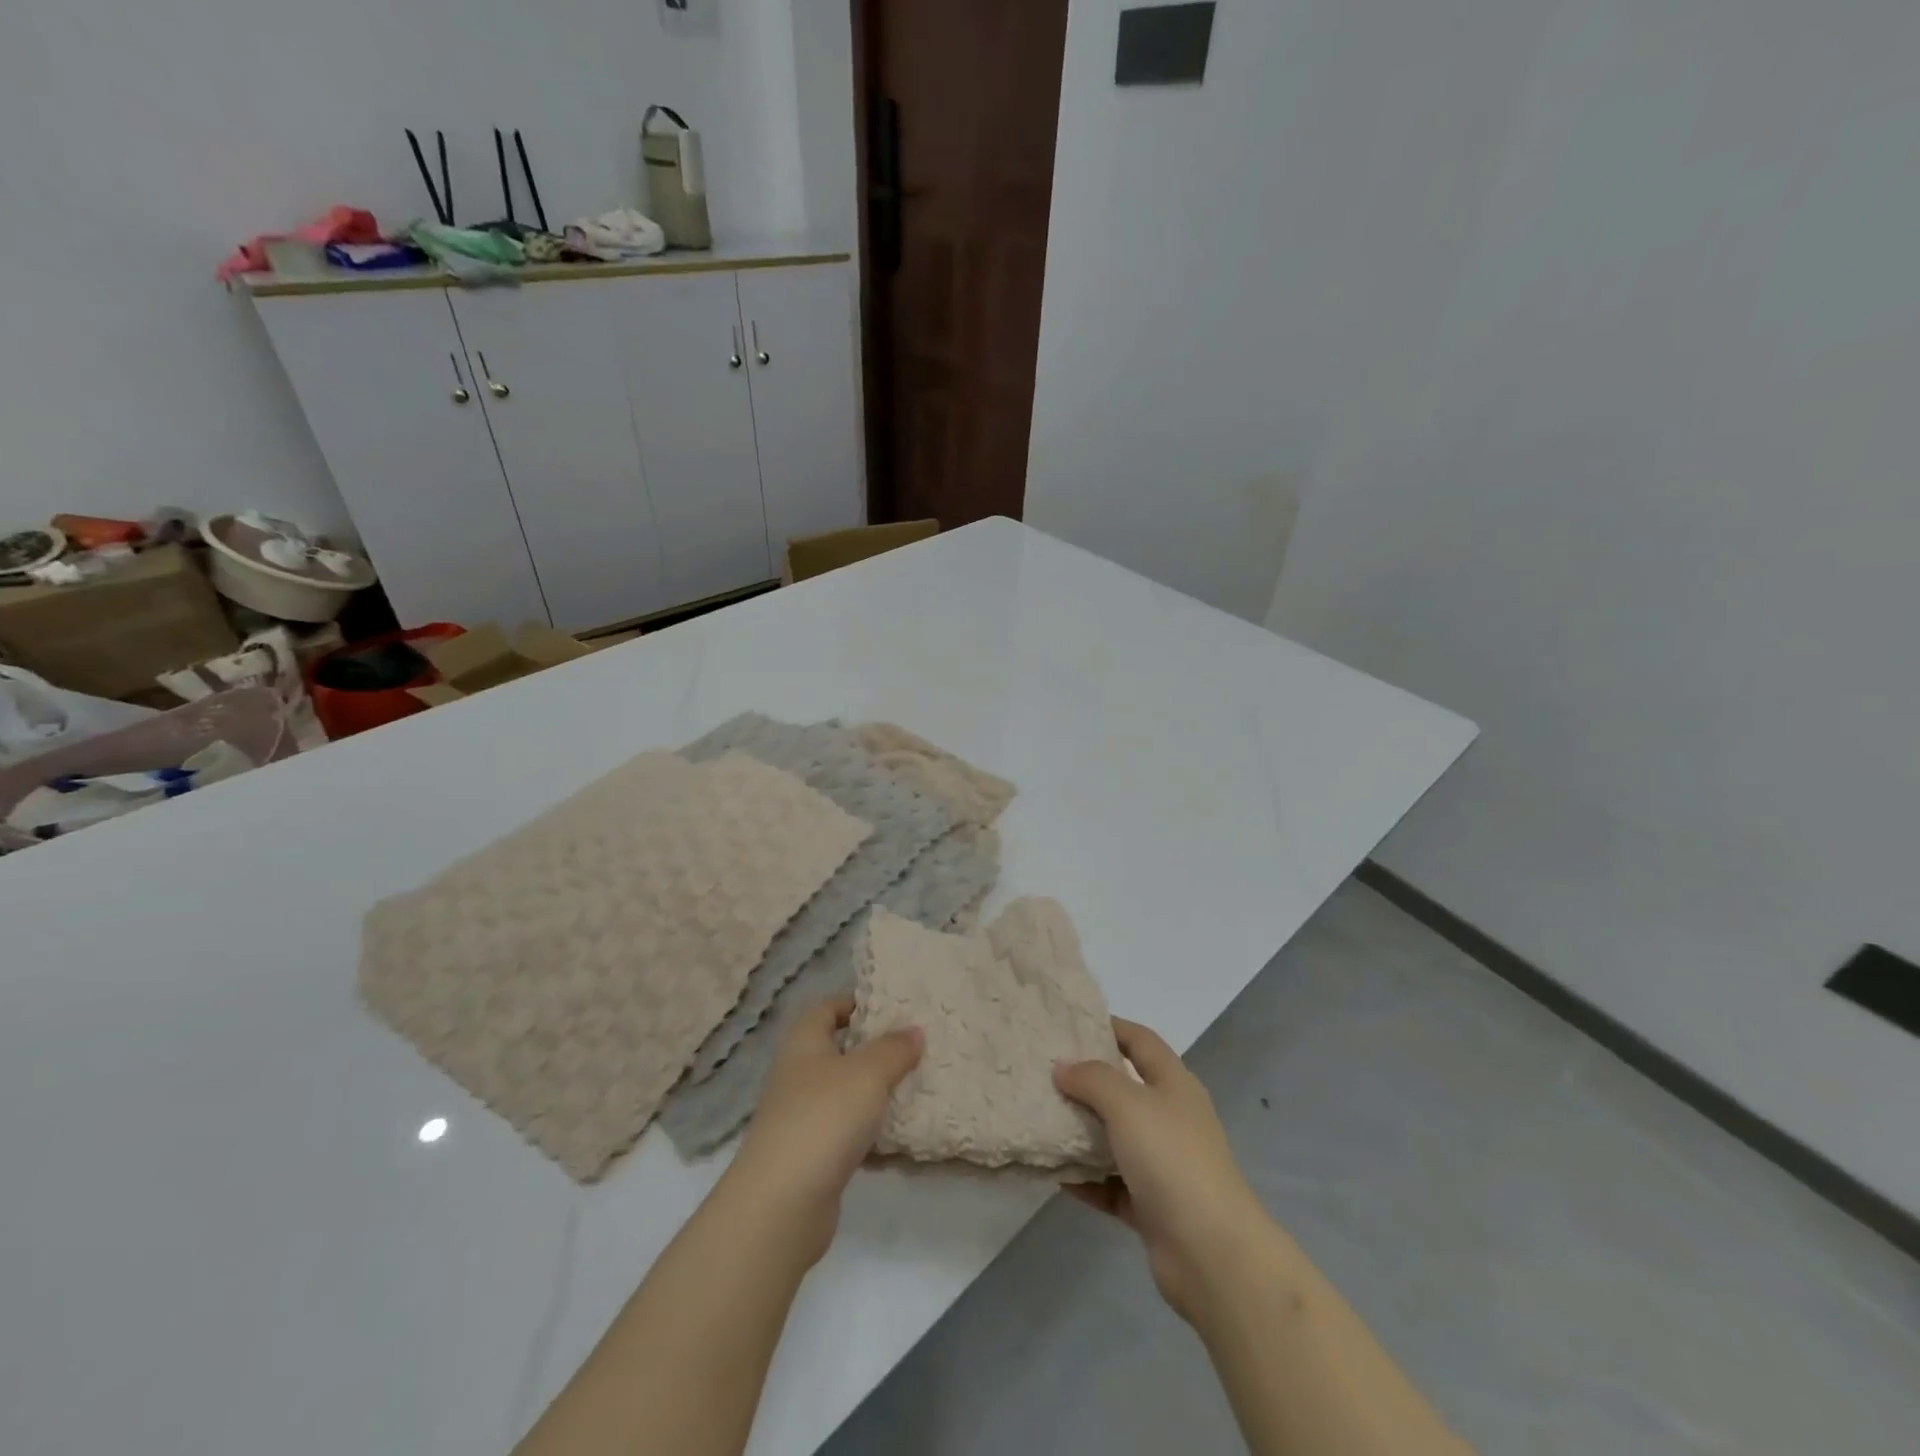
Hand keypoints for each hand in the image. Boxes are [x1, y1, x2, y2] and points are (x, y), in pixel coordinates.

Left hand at [729, 997, 922, 1264]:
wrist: (781, 1205)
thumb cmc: (824, 1118)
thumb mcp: (868, 1073)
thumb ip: (894, 1048)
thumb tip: (914, 1030)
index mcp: (804, 1043)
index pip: (827, 1008)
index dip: (856, 1003)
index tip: (893, 1008)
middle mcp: (798, 1075)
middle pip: (838, 1050)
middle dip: (874, 1049)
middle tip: (914, 1047)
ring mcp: (802, 1117)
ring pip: (845, 1093)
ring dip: (876, 1093)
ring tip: (916, 1088)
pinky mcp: (811, 1156)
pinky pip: (847, 1133)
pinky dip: (870, 1134)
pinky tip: (900, 1138)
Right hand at [1055, 1018, 1268, 1322]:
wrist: (1212, 1253)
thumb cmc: (1172, 1159)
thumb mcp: (1128, 1104)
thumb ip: (1092, 1079)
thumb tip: (1063, 1066)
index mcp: (1173, 1084)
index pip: (1140, 1040)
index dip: (1110, 1026)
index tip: (1070, 1023)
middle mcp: (1170, 1118)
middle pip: (1124, 1089)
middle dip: (1087, 1080)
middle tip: (1043, 1071)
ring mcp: (1163, 1164)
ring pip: (1115, 1138)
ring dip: (1082, 1132)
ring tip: (1040, 1118)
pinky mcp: (1151, 1206)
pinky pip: (1110, 1183)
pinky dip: (1086, 1179)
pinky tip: (1055, 1173)